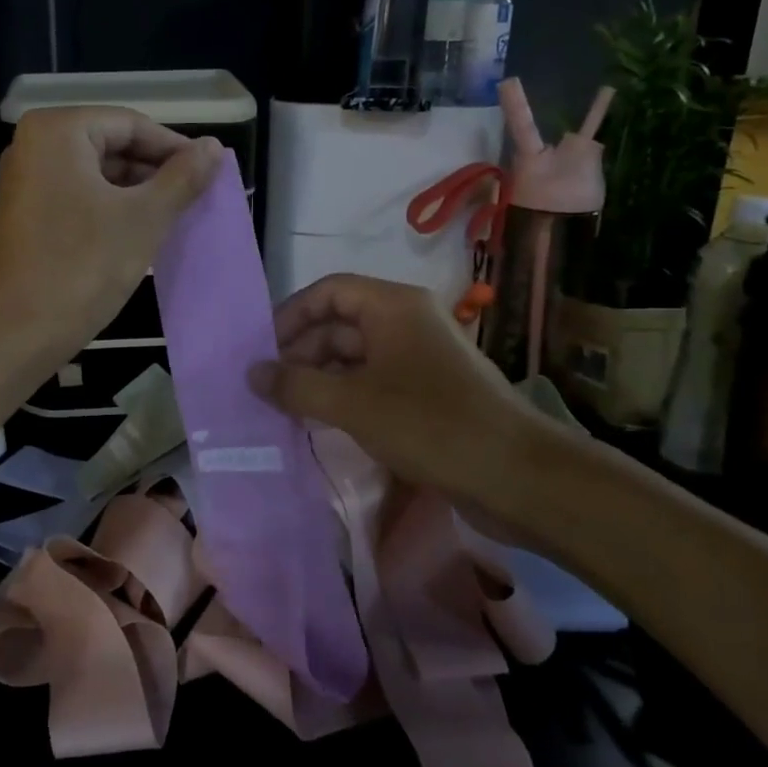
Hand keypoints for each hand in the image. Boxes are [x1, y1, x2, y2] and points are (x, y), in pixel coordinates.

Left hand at [0, 106, 222, 367]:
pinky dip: (110, 209)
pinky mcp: (24, 214)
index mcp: (57, 131)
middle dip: (155, 172)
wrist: (17, 333)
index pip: (131, 124)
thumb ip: (182, 177)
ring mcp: (24, 181)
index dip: (175, 148)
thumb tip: (215, 147)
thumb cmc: (83, 266)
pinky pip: (78, 197)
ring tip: (175, 217)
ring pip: (96, 175)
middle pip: (111, 145)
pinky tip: (139, 233)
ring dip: (136, 193)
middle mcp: (33, 146)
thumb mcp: (143, 218)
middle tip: (196, 198)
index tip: (211, 173)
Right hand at [249, 274, 535, 507]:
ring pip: (356, 356)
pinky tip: (321, 422)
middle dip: (301, 351)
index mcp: (393, 306)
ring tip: (287, 407)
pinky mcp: (427, 393)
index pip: (329, 291)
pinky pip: (374, 383)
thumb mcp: (352, 403)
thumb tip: (251, 374)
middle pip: (340, 323)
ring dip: (320, 377)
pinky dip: (344, 396)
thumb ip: (296, 386)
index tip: (261, 349)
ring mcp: (419, 359)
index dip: (291, 315)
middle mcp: (406, 323)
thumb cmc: (429, 424)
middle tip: (268, 387)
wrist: (515, 475)